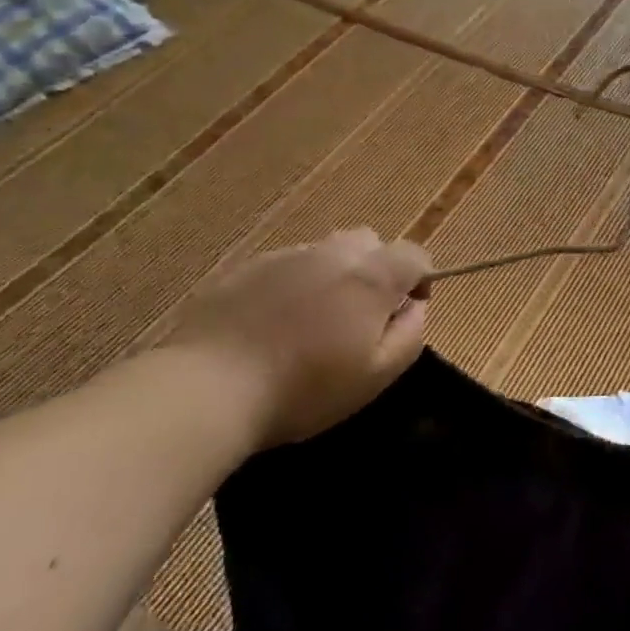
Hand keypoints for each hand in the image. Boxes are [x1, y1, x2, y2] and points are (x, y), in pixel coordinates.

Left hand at [161, 230, 431, 449]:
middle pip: (370, 241)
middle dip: (376, 268)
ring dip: (334, 275)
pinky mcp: (246, 268)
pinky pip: (287, 265)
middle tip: (362, 314)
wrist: (208, 387)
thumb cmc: (304, 388)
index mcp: (370, 278)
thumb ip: (409, 335)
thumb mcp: (377, 376)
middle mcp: (333, 254)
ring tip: (316, 320)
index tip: (409, 308)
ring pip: (326, 251)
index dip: (421, 277)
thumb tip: (415, 308)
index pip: (414, 254)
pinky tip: (275, 323)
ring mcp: (286, 257)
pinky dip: (294, 284)